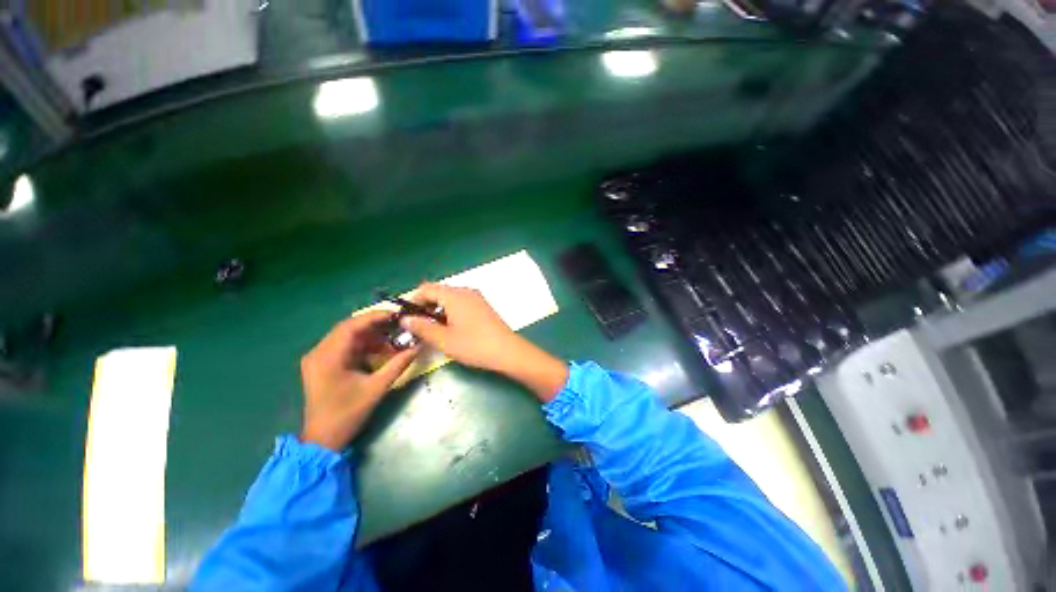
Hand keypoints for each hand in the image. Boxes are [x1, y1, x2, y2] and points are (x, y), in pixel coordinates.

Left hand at [300, 311, 418, 449]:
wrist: (323, 440)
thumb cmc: (347, 415)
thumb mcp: (377, 388)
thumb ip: (398, 365)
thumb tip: (418, 346)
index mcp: (327, 357)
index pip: (351, 326)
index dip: (375, 317)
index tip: (397, 315)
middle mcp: (318, 353)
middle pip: (348, 328)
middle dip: (375, 325)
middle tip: (399, 324)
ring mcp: (318, 358)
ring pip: (348, 336)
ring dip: (371, 335)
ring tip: (394, 338)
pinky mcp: (323, 365)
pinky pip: (346, 347)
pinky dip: (364, 345)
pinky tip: (381, 350)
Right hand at [400, 283, 518, 371]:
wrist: (507, 351)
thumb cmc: (475, 345)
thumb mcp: (444, 339)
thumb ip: (422, 327)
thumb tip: (405, 319)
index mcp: (454, 295)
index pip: (426, 289)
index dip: (413, 300)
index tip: (405, 317)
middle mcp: (466, 291)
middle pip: (438, 291)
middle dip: (425, 306)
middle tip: (417, 326)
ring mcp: (477, 298)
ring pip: (450, 298)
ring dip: (438, 309)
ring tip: (433, 329)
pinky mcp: (483, 306)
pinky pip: (461, 303)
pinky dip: (451, 311)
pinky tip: (450, 327)